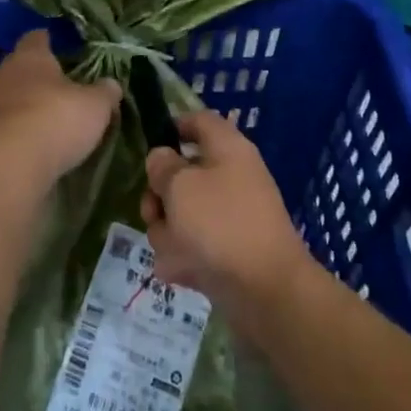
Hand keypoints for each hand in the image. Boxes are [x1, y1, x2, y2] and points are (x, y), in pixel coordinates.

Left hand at [0, 29, 120, 189]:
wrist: (8, 164)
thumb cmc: (56, 123)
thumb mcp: (94, 108)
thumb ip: (102, 94)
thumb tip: (111, 84)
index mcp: (29, 62)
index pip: (35, 41)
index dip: (42, 41)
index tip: (46, 41)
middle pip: (1, 71)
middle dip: (11, 78)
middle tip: (26, 89)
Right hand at [142, 110, 313, 338]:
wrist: (263, 289)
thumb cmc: (220, 224)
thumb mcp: (180, 186)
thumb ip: (163, 166)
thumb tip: (162, 158)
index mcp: (228, 150)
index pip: (199, 121)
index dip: (172, 127)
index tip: (147, 146)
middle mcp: (232, 177)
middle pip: (182, 174)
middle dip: (158, 196)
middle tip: (154, 211)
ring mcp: (230, 217)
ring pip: (181, 214)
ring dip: (167, 232)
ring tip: (174, 249)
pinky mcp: (227, 251)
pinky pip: (191, 246)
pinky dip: (183, 258)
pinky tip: (182, 271)